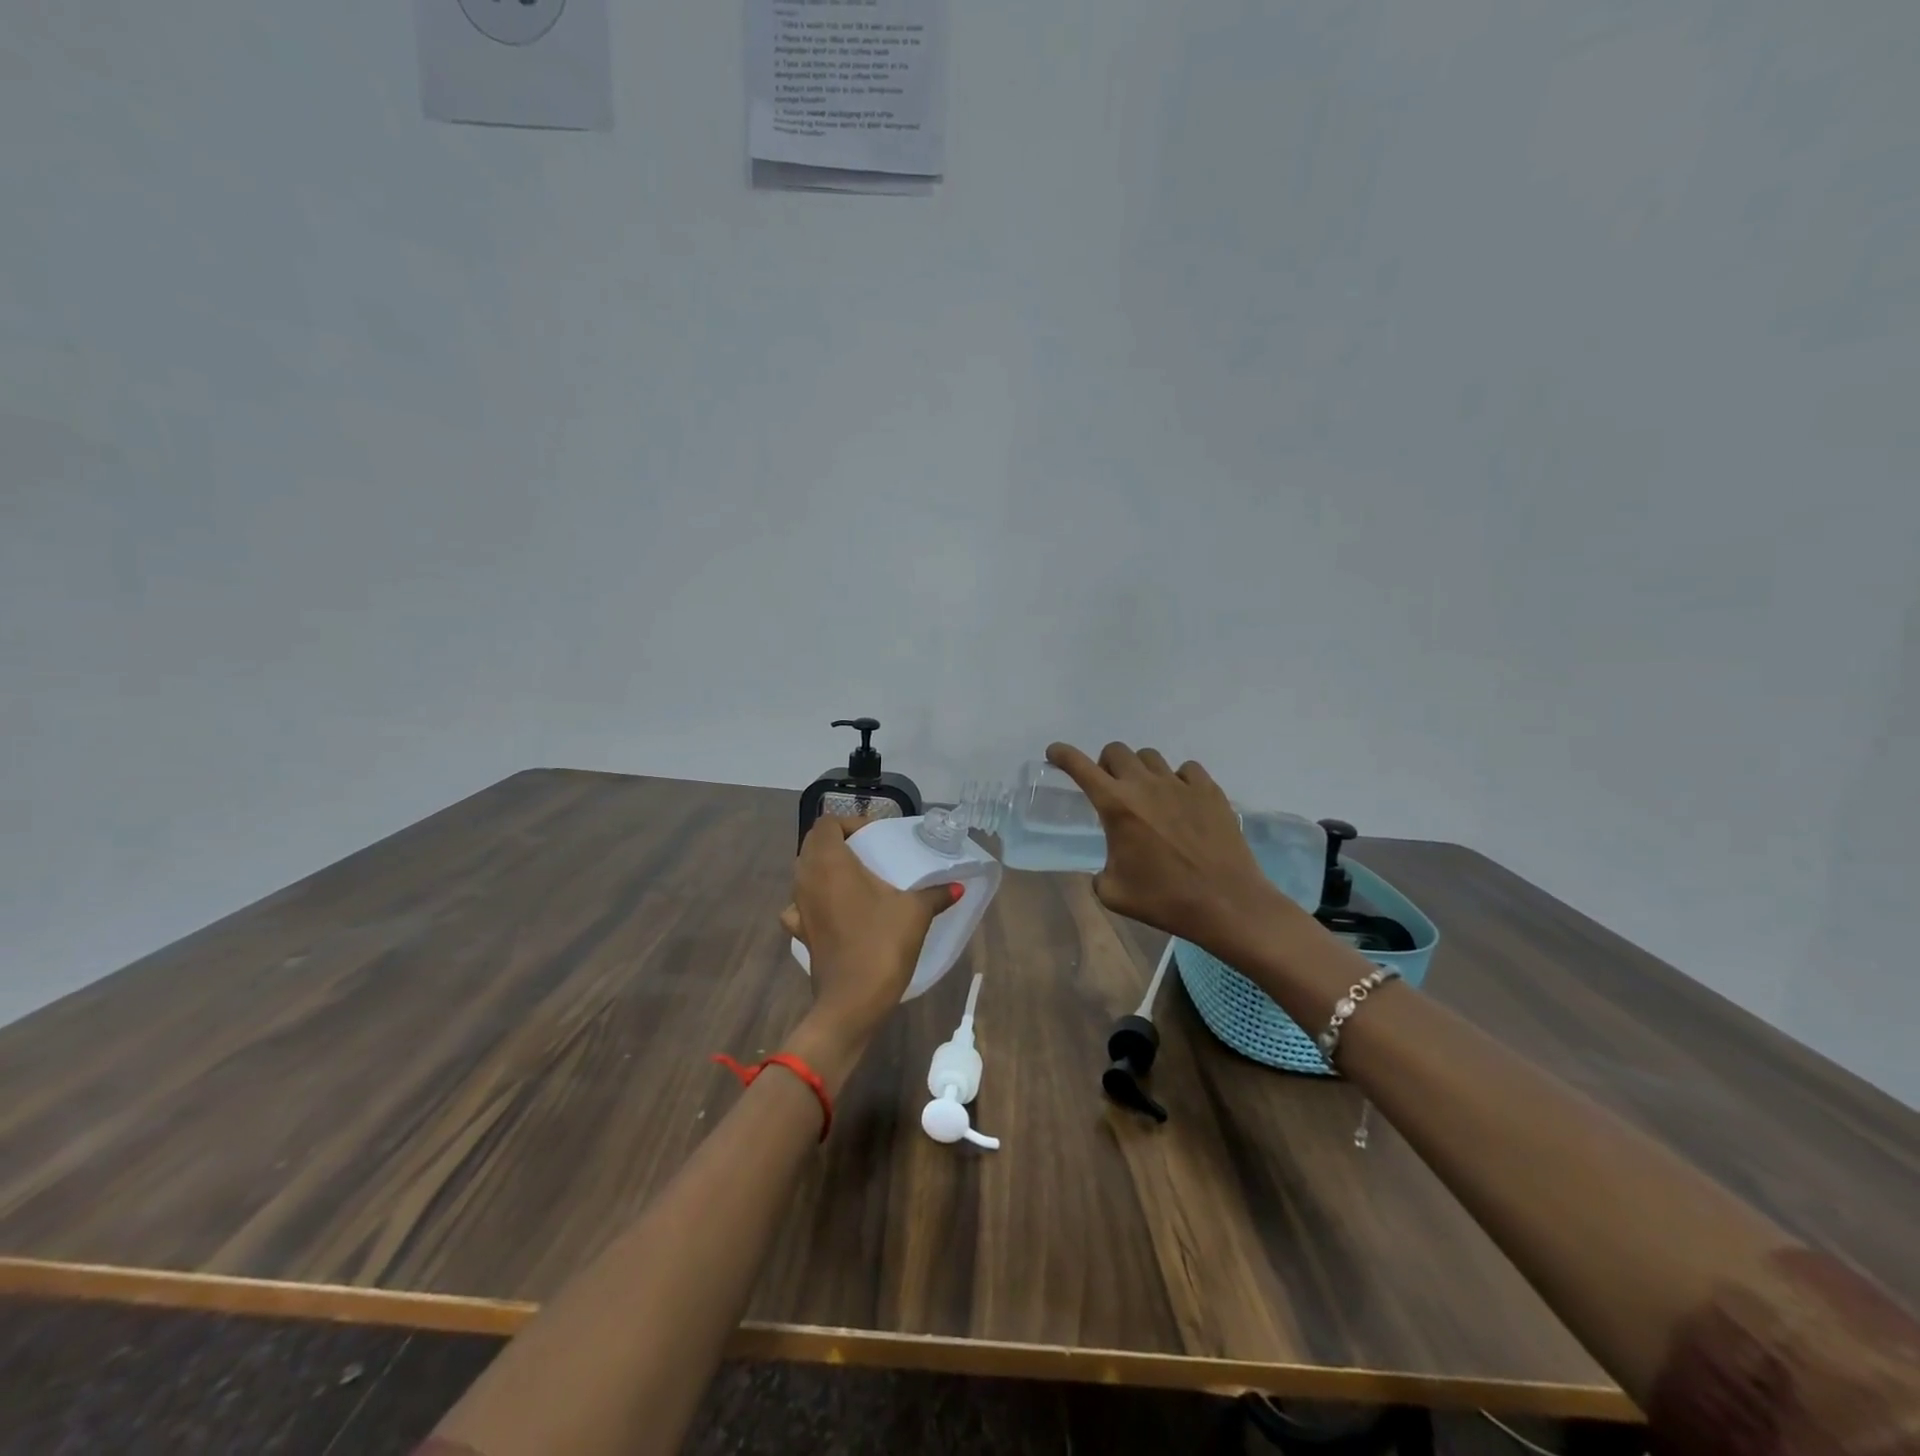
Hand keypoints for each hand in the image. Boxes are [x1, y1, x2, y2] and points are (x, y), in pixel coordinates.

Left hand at [779, 815, 956, 1060]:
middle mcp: (806, 879)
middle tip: (869, 854)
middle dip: (838, 843)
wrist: (851, 1002)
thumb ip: (935, 894)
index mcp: (829, 863)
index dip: (849, 823)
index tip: (875, 836)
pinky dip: (814, 901)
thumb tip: (957, 886)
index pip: (826, 824)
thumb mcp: (915, 913)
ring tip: (855, 879)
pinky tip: (834, 911)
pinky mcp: (801, 933)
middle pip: (812, 845)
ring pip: (804, 874)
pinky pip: (800, 906)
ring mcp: (799, 908)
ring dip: (824, 870)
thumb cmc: (881, 945)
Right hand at [1046, 741, 1287, 943]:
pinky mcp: (1210, 791)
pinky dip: (1177, 779)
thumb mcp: (1113, 893)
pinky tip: (1180, 801)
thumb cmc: (1164, 900)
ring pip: (1150, 757)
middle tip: (1110, 788)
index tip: (1054, 752)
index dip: (1063, 754)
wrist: (1226, 903)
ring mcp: (1180, 784)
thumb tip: (1107, 866)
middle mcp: (1145, 786)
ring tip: (1146, 795)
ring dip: (1139, 770)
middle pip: (1116, 751)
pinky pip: (1186, 770)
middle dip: (1105, 765)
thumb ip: (1099, 871)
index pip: (1080, 767)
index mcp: (1116, 806)